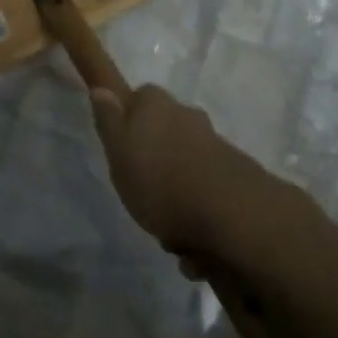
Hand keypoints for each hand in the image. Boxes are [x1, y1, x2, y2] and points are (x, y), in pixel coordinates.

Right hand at [87, 83, 283, 261]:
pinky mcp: (236, 176)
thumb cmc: (161, 180)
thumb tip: (101, 89)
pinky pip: (207, 193)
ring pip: (186, 165)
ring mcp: (216, 145)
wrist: (231, 214)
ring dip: (178, 193)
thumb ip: (109, 120)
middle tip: (141, 192)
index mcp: (157, 105)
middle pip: (165, 131)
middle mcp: (188, 117)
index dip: (129, 118)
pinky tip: (194, 248)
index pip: (139, 96)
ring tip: (169, 233)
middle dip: (155, 159)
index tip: (123, 146)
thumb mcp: (118, 151)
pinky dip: (199, 214)